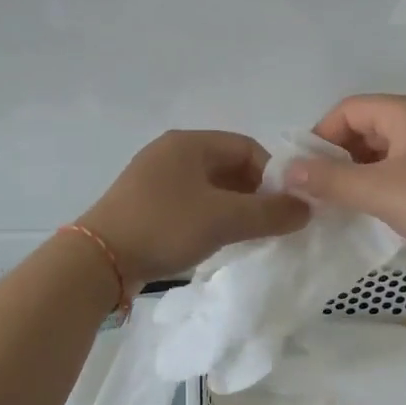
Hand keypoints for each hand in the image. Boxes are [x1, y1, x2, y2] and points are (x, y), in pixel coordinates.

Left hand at [80, 131, 309, 285]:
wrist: (98, 260)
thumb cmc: (165, 227)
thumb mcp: (225, 219)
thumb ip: (270, 214)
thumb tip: (307, 209)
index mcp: (189, 143)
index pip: (247, 147)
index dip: (272, 175)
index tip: (285, 206)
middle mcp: (170, 153)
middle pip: (228, 166)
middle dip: (254, 193)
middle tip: (271, 223)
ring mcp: (153, 178)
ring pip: (209, 187)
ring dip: (233, 207)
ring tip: (247, 235)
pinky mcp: (143, 204)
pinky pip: (189, 202)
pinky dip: (209, 217)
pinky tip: (216, 241)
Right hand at [283, 95, 405, 265]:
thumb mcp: (378, 190)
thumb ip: (330, 180)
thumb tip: (288, 170)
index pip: (349, 109)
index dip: (321, 136)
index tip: (306, 171)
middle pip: (366, 127)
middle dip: (339, 157)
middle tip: (321, 191)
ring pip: (386, 152)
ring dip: (360, 174)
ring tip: (344, 205)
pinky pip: (405, 170)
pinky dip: (384, 185)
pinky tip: (377, 212)